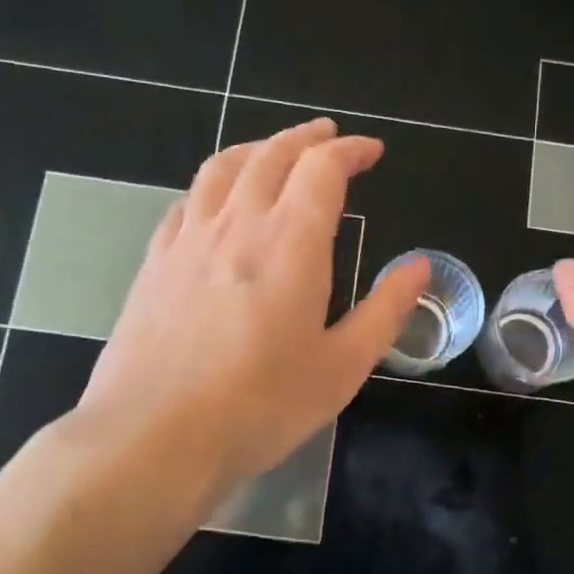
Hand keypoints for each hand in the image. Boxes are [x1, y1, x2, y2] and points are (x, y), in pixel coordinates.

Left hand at [68, 118, 427, 503]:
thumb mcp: (341, 367)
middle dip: (305, 138)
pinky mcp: (154, 264)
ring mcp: (188, 240)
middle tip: (328, 136)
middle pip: (271, 155)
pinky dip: (213, 185)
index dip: (349, 150)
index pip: (321, 169)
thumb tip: (419, 268)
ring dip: (256, 148)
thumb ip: (385, 311)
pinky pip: (186, 202)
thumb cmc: (261, 406)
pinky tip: (216, 202)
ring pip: (222, 168)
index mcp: (290, 243)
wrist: (153, 437)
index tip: (371, 152)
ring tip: (274, 150)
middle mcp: (237, 225)